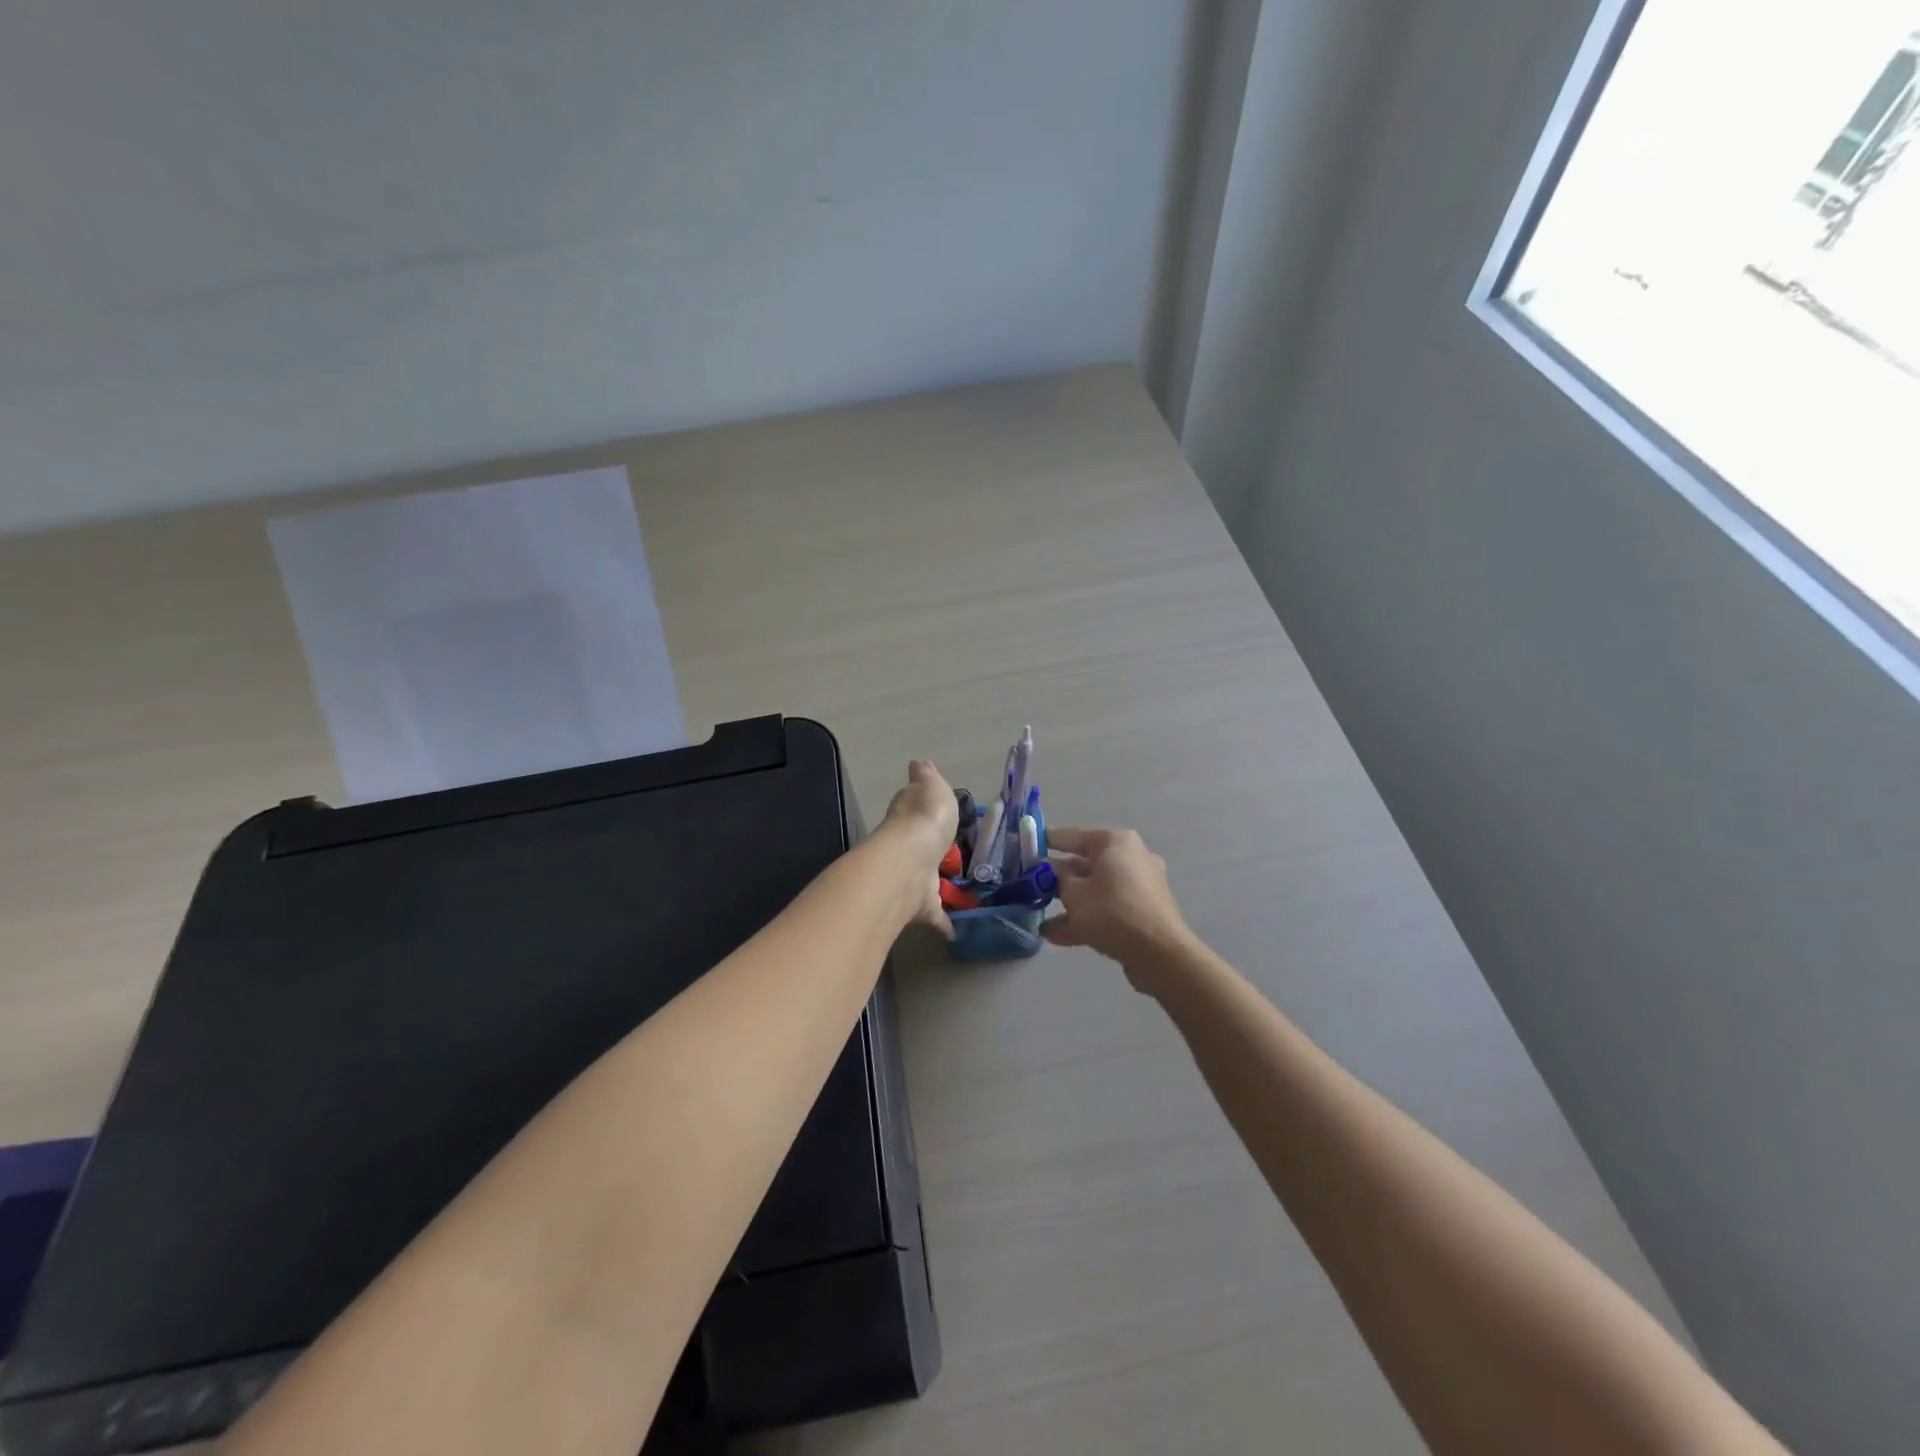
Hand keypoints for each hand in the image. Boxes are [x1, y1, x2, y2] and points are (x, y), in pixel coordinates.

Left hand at [876, 760, 960, 937]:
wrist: (908, 865)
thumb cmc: (924, 820)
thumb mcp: (932, 787)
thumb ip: (927, 777)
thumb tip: (918, 763)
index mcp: (910, 815)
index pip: (915, 809)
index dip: (924, 810)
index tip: (939, 816)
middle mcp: (908, 846)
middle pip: (921, 846)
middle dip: (933, 851)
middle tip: (956, 857)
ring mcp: (913, 877)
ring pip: (927, 881)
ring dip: (940, 886)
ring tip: (966, 892)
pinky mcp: (920, 906)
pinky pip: (935, 915)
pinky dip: (946, 923)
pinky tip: (959, 930)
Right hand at [1042, 827, 1196, 992]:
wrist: (1159, 954)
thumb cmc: (1112, 911)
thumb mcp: (1073, 893)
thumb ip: (1055, 878)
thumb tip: (1047, 869)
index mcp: (1115, 842)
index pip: (1073, 836)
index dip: (1047, 841)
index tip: (1026, 845)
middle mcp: (1130, 857)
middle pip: (1084, 864)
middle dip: (1056, 878)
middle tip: (1029, 885)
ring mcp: (1139, 886)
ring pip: (1095, 889)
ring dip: (1067, 903)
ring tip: (1038, 916)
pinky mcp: (1142, 912)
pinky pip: (1106, 909)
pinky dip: (1084, 918)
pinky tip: (1055, 935)